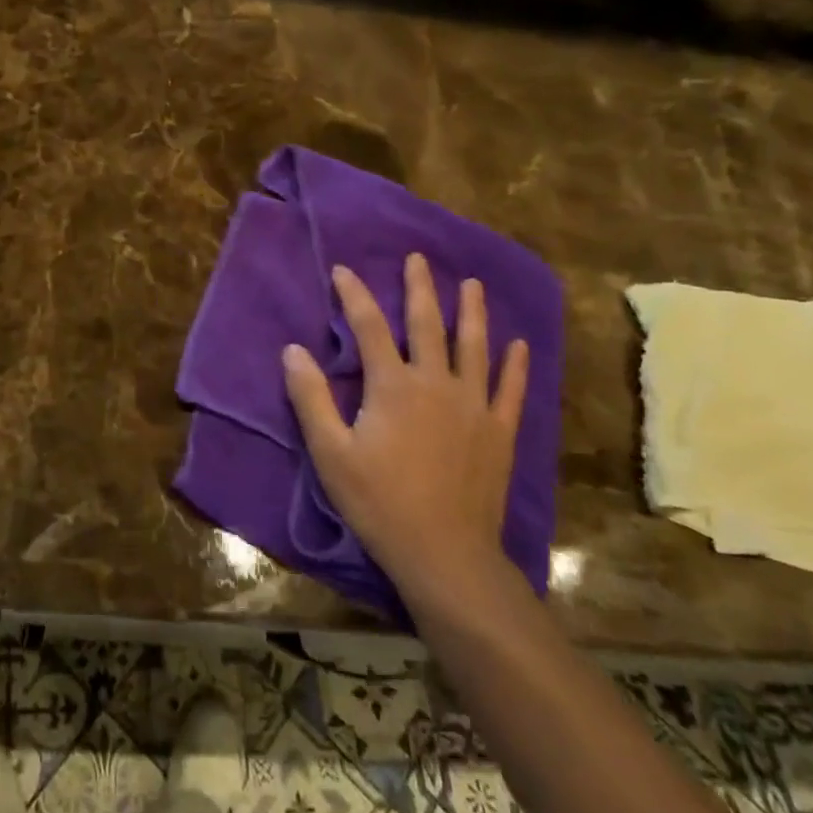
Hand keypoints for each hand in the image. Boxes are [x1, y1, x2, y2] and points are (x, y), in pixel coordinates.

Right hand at [282, 254, 528, 611]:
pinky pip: (510, 390)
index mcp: (392, 386)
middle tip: (418, 259)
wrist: (444, 553)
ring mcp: (473, 406)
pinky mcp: (499, 432)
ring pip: (474, 347)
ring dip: (471, 313)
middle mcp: (436, 384)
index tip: (343, 270)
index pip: (369, 328)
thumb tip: (293, 350)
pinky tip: (519, 345)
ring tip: (471, 285)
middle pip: (427, 325)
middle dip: (419, 289)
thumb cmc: (379, 501)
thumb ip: (311, 397)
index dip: (354, 295)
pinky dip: (515, 365)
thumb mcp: (330, 452)